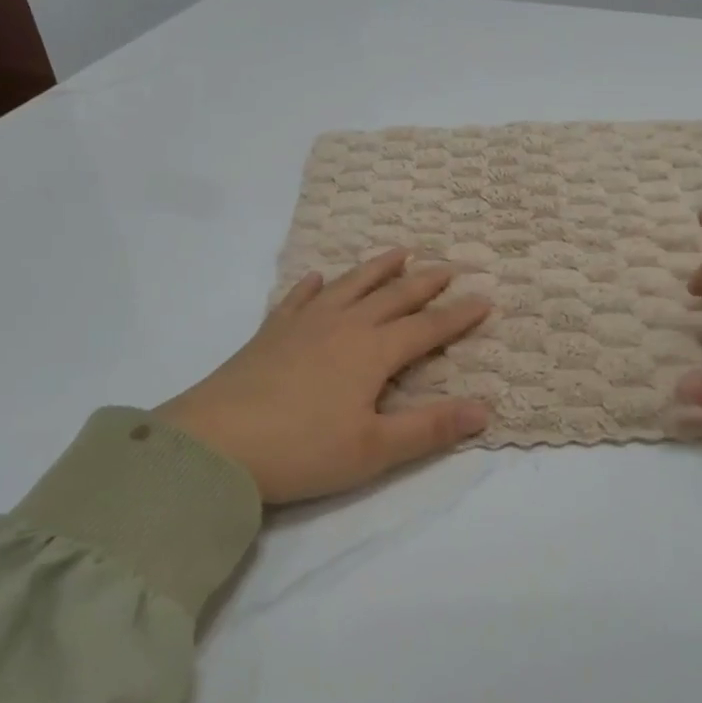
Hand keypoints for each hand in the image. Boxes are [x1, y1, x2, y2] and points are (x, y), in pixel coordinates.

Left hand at [156, 251, 491, 504]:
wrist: (216, 444)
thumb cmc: (303, 450)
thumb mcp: (374, 449)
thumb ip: (430, 428)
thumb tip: (484, 411)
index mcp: (372, 352)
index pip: (426, 327)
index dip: (458, 315)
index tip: (485, 299)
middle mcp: (343, 326)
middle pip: (392, 296)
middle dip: (424, 282)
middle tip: (448, 266)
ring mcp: (303, 324)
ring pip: (349, 286)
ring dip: (376, 268)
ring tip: (398, 252)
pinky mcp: (270, 333)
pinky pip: (298, 298)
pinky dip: (312, 285)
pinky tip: (316, 278)